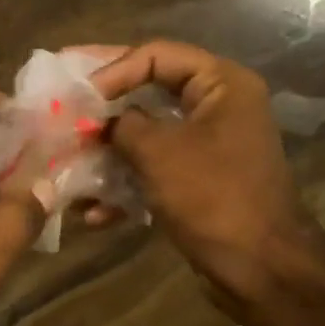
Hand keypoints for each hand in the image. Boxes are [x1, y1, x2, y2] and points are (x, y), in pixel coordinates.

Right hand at [90, 41, 318, 313]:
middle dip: (102, 104)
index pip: (155, 55)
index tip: (78, 94)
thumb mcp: (157, 151)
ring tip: (67, 157)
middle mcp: (218, 105)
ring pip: (146, 132)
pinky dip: (125, 183)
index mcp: (221, 84)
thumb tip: (97, 121)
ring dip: (107, 148)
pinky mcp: (199, 179)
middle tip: (61, 97)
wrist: (262, 271)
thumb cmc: (213, 197)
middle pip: (148, 88)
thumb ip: (120, 124)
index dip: (111, 68)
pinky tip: (92, 211)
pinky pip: (154, 167)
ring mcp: (209, 144)